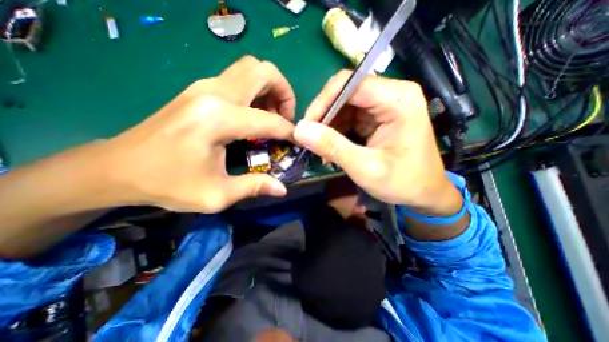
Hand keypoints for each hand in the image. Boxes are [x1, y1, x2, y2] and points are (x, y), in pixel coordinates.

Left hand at [94, 55, 294, 212]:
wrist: (117, 167)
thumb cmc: (167, 184)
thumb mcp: (216, 195)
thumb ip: (254, 187)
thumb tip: (282, 189)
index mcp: (218, 119)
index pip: (269, 120)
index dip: (290, 131)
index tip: (299, 140)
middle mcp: (214, 94)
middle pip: (262, 71)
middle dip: (284, 92)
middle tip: (285, 117)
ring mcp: (205, 87)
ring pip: (251, 70)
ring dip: (270, 89)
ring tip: (272, 116)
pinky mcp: (200, 90)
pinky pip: (238, 79)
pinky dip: (255, 92)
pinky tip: (254, 115)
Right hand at [295, 70, 461, 211]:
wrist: (425, 193)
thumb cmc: (402, 182)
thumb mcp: (365, 168)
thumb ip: (333, 147)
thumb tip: (300, 130)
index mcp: (398, 99)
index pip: (349, 84)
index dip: (323, 102)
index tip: (307, 126)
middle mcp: (392, 94)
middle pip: (345, 92)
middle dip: (324, 115)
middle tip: (312, 140)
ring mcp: (385, 104)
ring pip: (345, 104)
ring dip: (329, 125)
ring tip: (322, 149)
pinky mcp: (379, 116)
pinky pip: (350, 115)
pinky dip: (337, 130)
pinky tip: (333, 147)